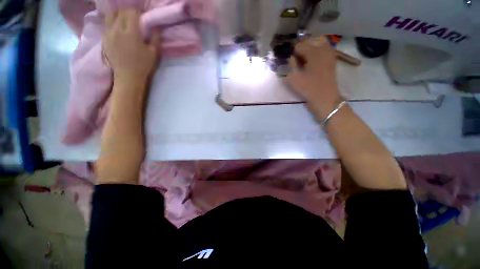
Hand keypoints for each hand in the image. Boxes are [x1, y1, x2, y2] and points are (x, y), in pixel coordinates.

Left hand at [102, 9, 159, 83]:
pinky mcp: (104, 38)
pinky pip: (106, 24)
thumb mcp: (153, 53)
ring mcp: (108, 33)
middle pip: (121, 12)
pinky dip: (112, 22)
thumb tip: (156, 27)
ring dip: (118, 15)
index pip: (132, 13)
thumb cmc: (143, 65)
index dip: (137, 12)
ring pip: (111, 15)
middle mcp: (117, 29)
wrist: (127, 76)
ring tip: (124, 20)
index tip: (142, 16)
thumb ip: (155, 38)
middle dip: (128, 12)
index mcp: (131, 33)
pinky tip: (117, 27)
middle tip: (134, 18)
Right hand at [284, 36, 342, 119]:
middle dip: (302, 47)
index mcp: (314, 52)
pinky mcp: (332, 61)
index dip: (292, 52)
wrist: (325, 98)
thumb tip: (290, 58)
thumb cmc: (308, 88)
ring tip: (304, 59)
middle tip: (297, 58)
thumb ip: (289, 66)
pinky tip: (311, 62)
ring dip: (310, 48)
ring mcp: (329, 54)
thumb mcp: (294, 78)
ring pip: (319, 43)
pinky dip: (316, 52)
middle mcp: (323, 49)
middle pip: (311, 40)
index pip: (299, 45)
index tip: (290, 61)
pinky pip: (324, 50)